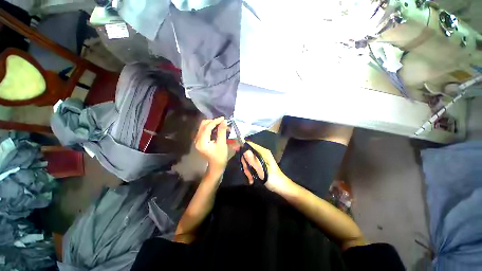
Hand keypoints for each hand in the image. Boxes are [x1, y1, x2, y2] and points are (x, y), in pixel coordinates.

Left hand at [195, 117, 228, 177]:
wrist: (216, 165)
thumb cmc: (220, 156)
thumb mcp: (222, 144)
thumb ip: (222, 131)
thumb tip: (224, 121)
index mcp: (202, 142)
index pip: (207, 127)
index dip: (215, 121)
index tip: (223, 118)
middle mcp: (197, 140)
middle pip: (203, 125)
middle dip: (213, 121)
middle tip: (222, 121)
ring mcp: (197, 140)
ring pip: (202, 127)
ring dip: (211, 124)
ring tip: (220, 124)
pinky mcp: (199, 140)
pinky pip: (203, 130)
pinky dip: (210, 127)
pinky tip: (216, 128)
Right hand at [241, 142, 293, 193]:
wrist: (281, 187)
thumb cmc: (273, 179)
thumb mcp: (262, 171)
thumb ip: (253, 161)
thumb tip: (245, 151)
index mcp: (263, 152)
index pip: (250, 144)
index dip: (242, 146)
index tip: (234, 150)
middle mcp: (262, 153)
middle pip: (248, 153)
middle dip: (245, 163)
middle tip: (247, 173)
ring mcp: (261, 158)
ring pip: (248, 160)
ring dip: (247, 169)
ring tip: (250, 178)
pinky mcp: (260, 163)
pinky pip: (251, 164)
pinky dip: (250, 171)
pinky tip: (251, 179)